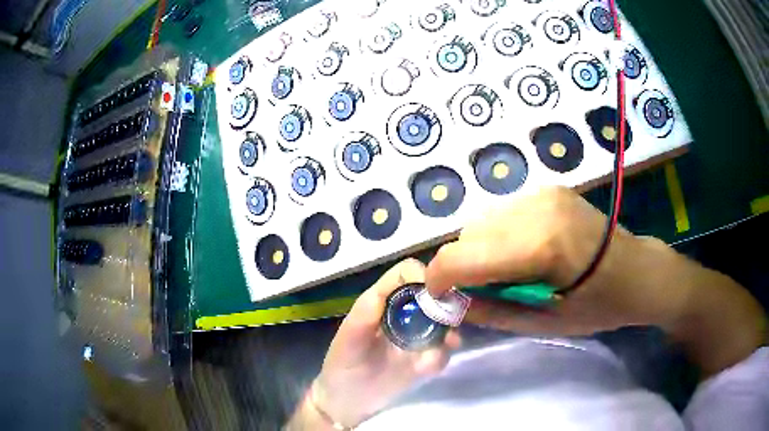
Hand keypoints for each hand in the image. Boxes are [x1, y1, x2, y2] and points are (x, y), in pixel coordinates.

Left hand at [312, 259, 460, 426]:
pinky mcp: (423, 362)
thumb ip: (366, 314)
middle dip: (444, 304)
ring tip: (449, 343)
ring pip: (444, 323)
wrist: (345, 403)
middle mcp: (403, 316)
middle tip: (450, 320)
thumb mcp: (348, 339)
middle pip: (432, 295)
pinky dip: (443, 355)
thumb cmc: (341, 366)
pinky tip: (430, 366)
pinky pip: (443, 353)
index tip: (435, 293)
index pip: (406, 274)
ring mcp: (416, 339)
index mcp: (382, 303)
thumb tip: (397, 287)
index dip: (423, 276)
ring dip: (450, 330)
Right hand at [425, 186, 765, 374]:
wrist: (639, 269)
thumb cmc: (600, 306)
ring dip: (482, 251)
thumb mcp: (546, 324)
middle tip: (483, 292)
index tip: (440, 297)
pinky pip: (503, 214)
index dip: (439, 278)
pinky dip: (500, 236)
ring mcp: (544, 193)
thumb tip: (452, 303)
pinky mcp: (549, 189)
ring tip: (509, 273)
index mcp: (541, 247)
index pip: (462, 256)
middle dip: (464, 267)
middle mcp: (537, 208)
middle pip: (468, 236)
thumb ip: (493, 313)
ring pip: (483, 222)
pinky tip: (525, 253)